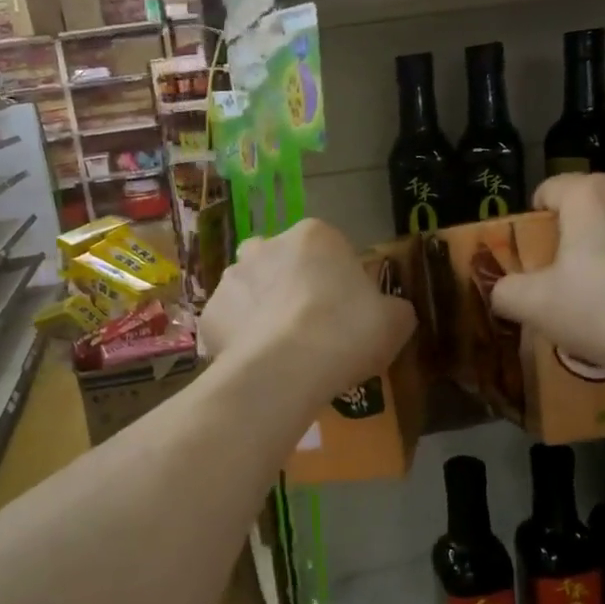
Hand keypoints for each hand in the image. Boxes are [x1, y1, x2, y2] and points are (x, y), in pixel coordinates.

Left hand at [201, 219, 415, 406]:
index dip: (337, 280)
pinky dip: (237, 340)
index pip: (328, 249)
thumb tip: (390, 312)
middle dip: (289, 286)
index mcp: (314, 236)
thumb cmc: (347, 332)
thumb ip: (393, 309)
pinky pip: (227, 325)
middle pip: (280, 262)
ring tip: (278, 349)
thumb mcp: (395, 321)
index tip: (344, 312)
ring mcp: (232, 278)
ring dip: (260, 310)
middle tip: (308, 326)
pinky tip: (255, 364)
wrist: (287, 368)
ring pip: (248, 290)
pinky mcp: (209, 314)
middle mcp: (267, 246)